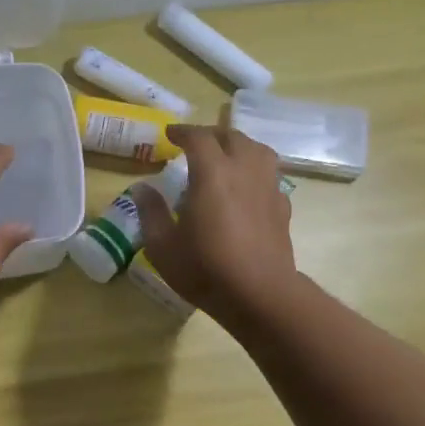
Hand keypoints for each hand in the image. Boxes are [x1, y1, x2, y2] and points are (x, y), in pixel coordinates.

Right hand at [133, 125, 297, 326]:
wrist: (260, 294)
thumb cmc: (206, 269)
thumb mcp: (163, 246)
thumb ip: (151, 212)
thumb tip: (142, 187)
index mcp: (212, 173)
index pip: (199, 137)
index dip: (183, 131)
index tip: (170, 134)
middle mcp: (244, 170)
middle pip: (232, 137)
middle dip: (212, 135)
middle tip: (196, 144)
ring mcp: (268, 186)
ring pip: (258, 150)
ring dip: (239, 146)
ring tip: (226, 157)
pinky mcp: (282, 206)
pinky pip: (270, 175)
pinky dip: (255, 170)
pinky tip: (247, 187)